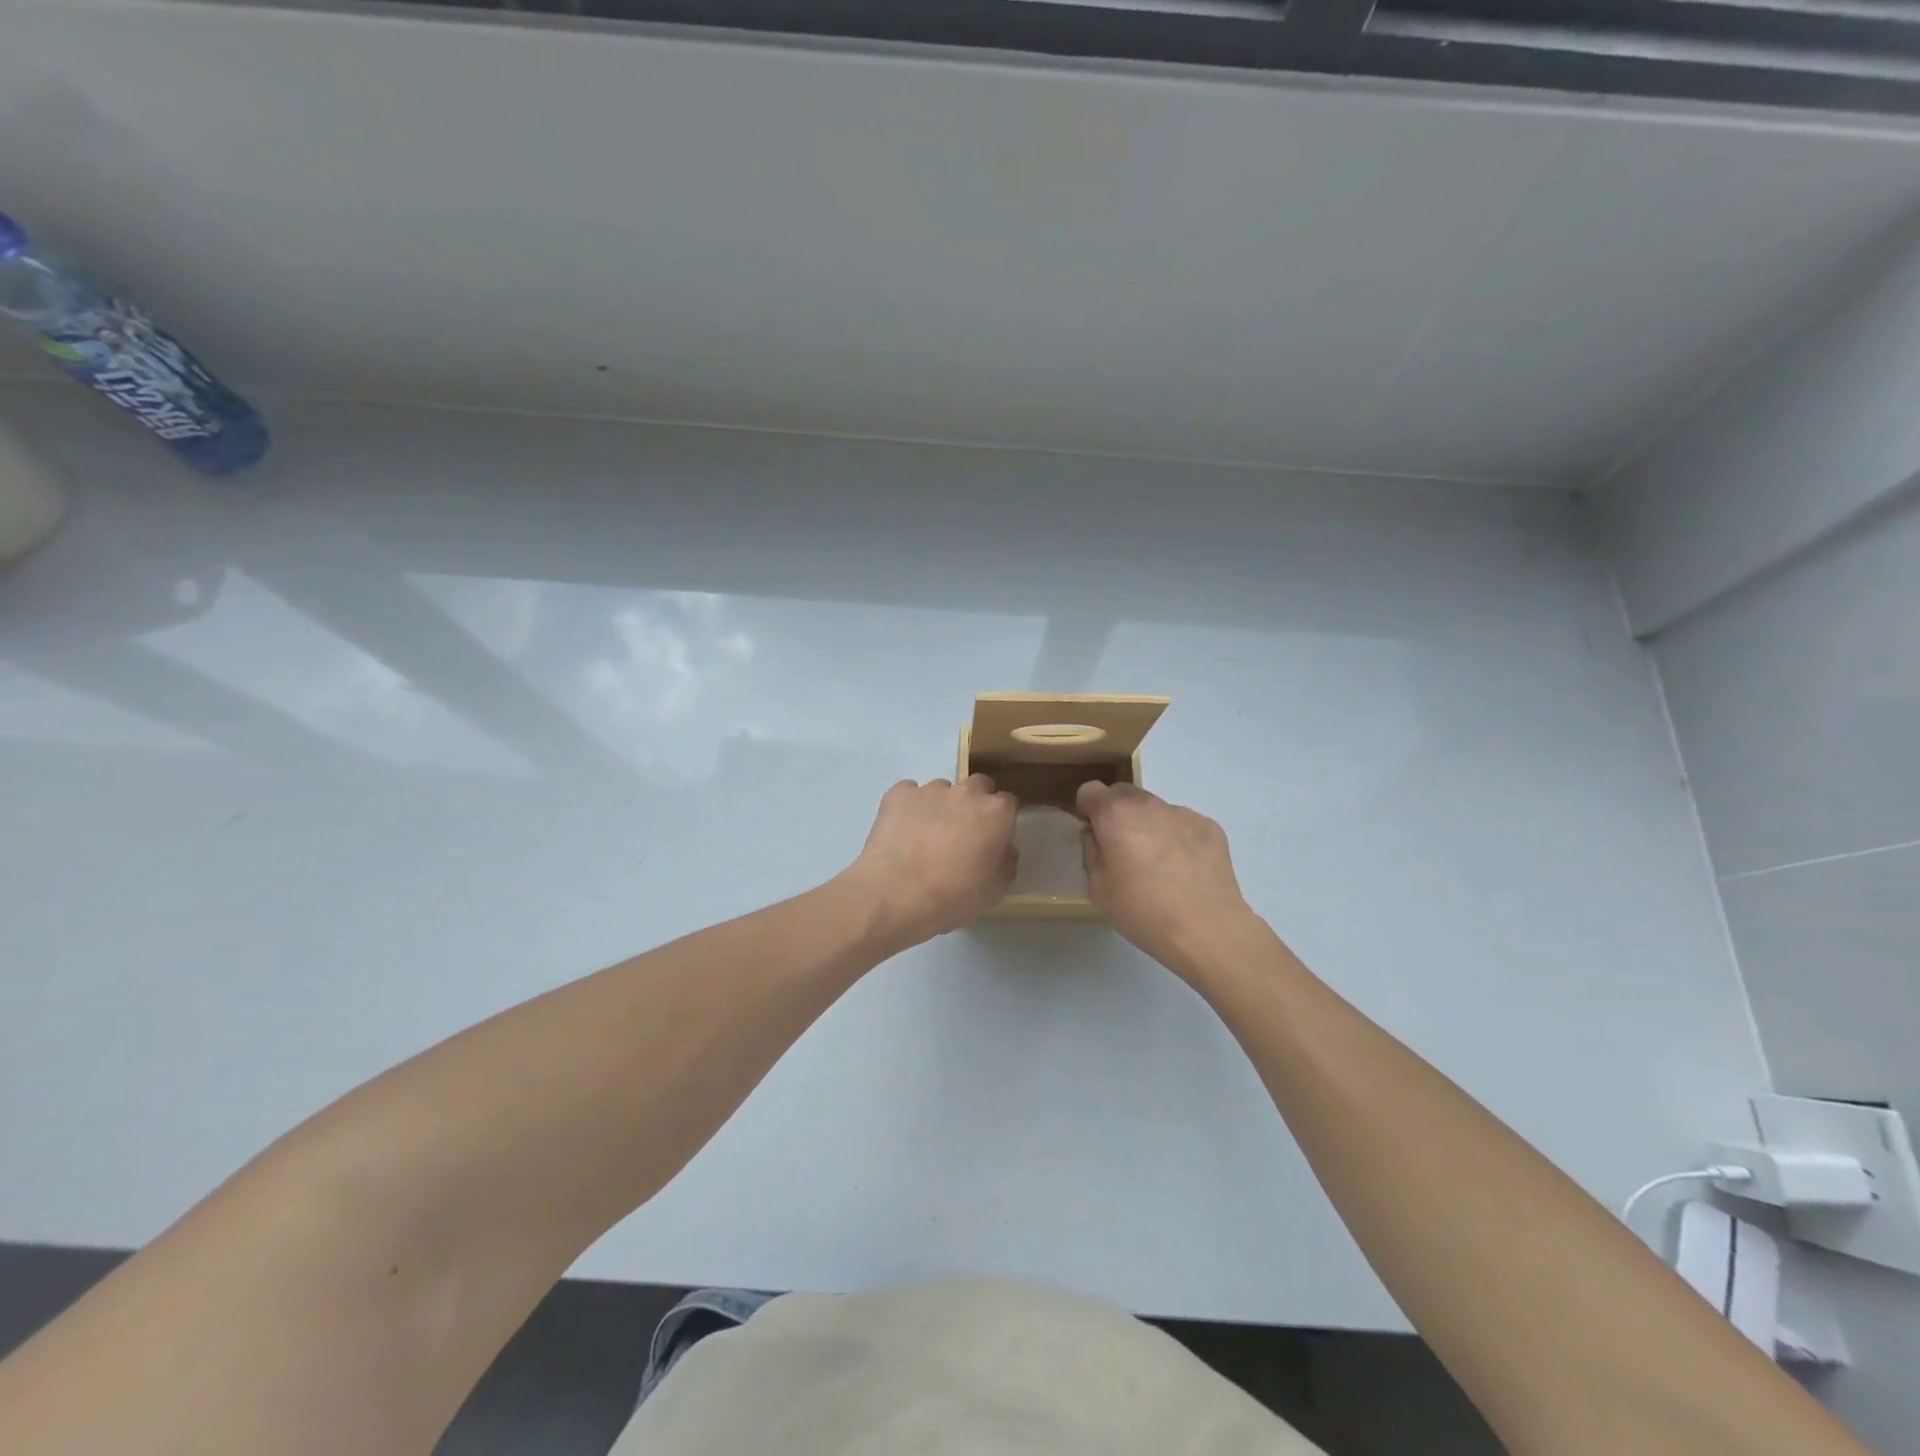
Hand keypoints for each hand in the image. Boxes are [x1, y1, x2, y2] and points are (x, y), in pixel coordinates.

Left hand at [841, 776, 1017, 948]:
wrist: (896, 893)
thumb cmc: (953, 895)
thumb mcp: (995, 890)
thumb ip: (1005, 861)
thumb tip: (1002, 848)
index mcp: (996, 812)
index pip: (1008, 803)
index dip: (1001, 821)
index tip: (993, 838)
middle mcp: (966, 793)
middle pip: (978, 786)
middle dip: (974, 803)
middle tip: (963, 832)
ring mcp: (930, 790)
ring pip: (942, 790)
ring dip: (941, 806)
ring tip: (926, 836)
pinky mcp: (898, 794)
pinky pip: (909, 794)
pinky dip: (909, 807)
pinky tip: (903, 831)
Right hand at [1076, 782, 1259, 976]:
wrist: (1207, 929)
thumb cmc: (1143, 910)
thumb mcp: (1098, 888)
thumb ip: (1091, 852)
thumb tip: (1095, 834)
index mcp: (1116, 814)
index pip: (1090, 790)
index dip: (1087, 810)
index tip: (1093, 834)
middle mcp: (1149, 804)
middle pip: (1124, 794)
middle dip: (1117, 814)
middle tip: (1122, 849)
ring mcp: (1183, 813)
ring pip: (1155, 809)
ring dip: (1149, 825)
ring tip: (1159, 864)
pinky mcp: (1210, 827)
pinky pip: (1183, 824)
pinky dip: (1177, 838)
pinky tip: (1184, 870)